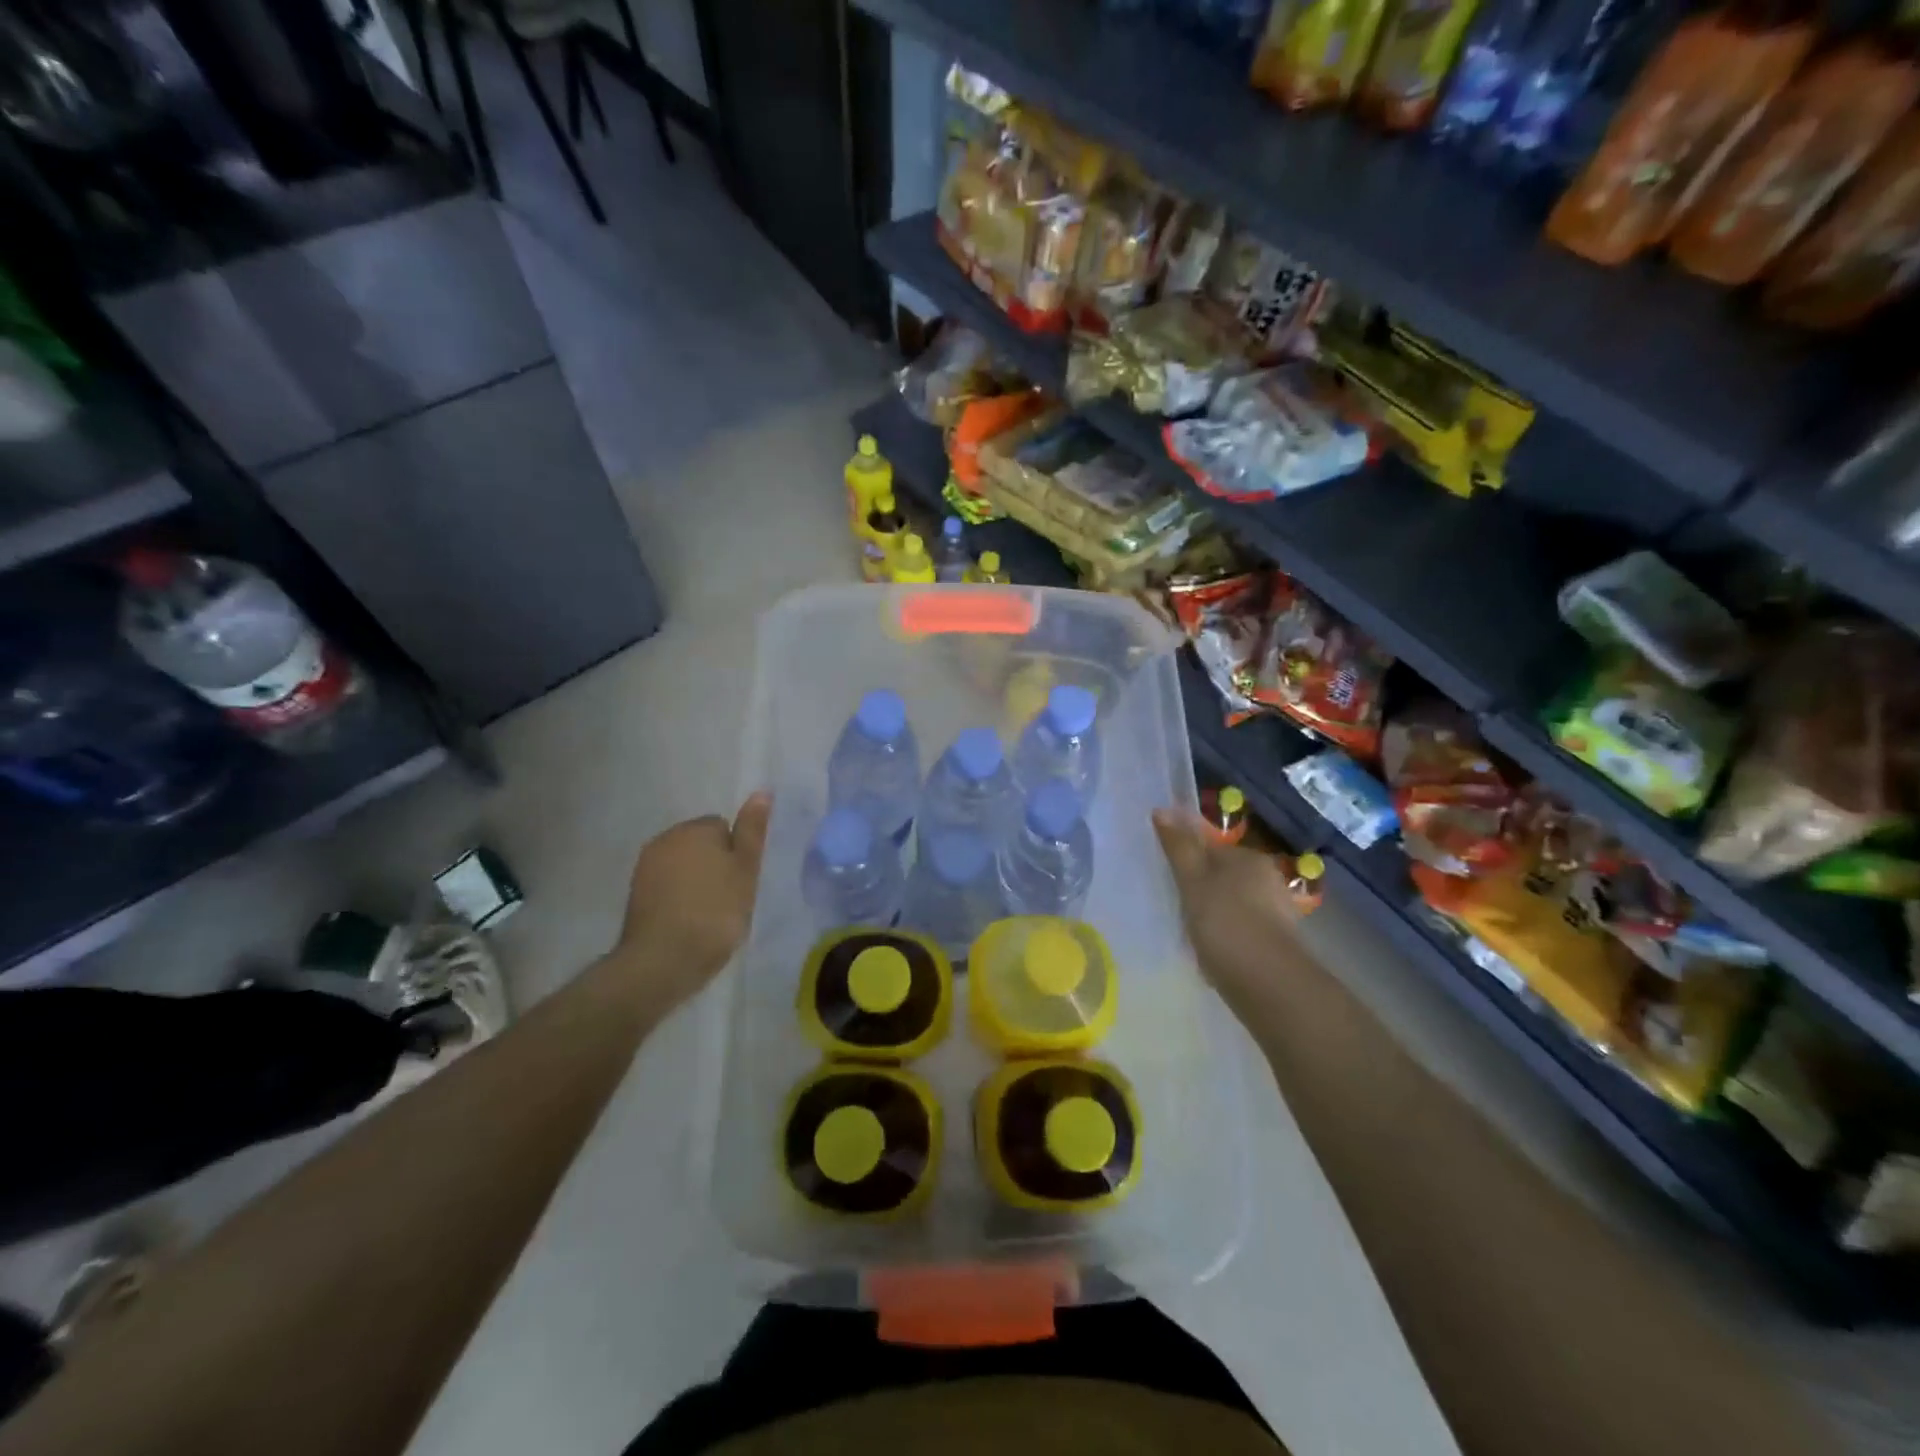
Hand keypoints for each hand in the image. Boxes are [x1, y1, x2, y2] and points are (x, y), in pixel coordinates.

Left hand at [610, 794, 771, 1009]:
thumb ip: (752, 830)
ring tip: (708, 914)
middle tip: (728, 898)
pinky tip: (687, 922)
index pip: (723, 827)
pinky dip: (677, 898)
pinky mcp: (634, 895)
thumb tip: (761, 791)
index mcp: (694, 829)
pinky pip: (666, 887)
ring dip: (695, 881)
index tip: (741, 881)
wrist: (663, 960)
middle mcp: (665, 839)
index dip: (736, 853)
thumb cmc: (715, 912)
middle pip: (700, 844)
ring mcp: (645, 867)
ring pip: (682, 866)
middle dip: (713, 864)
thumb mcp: (745, 870)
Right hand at [1153, 808, 1308, 1004]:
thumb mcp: (1193, 881)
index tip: (1168, 878)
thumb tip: (1162, 809)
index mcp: (1248, 858)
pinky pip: (1242, 930)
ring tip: (1190, 933)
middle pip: (1223, 876)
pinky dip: (1227, 936)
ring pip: (1233, 903)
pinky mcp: (1277, 943)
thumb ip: (1178, 846)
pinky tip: (1212, 953)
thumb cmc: (1226, 922)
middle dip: (1202, 888)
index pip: (1211, 847)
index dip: (1187, 860)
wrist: (1268, 983)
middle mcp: (1268, 878)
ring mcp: (1276, 912)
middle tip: (1175, 907)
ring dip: (1213, 914)